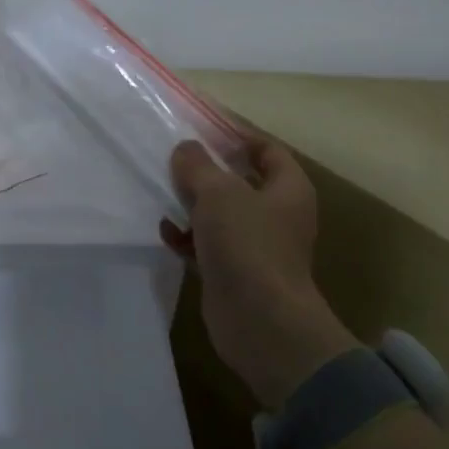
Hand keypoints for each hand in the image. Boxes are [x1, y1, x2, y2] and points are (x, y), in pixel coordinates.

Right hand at [160, 137, 356, 408]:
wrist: (259, 320)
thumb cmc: (247, 244)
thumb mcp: (218, 193)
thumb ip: (198, 166)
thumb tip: (186, 149)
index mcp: (288, 188)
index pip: (267, 150)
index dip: (238, 136)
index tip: (203, 129)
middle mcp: (277, 214)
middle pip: (240, 182)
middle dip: (207, 172)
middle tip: (173, 160)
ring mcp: (256, 245)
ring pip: (221, 214)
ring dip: (192, 205)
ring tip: (161, 193)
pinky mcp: (235, 271)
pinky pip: (208, 244)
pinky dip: (188, 237)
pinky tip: (165, 232)